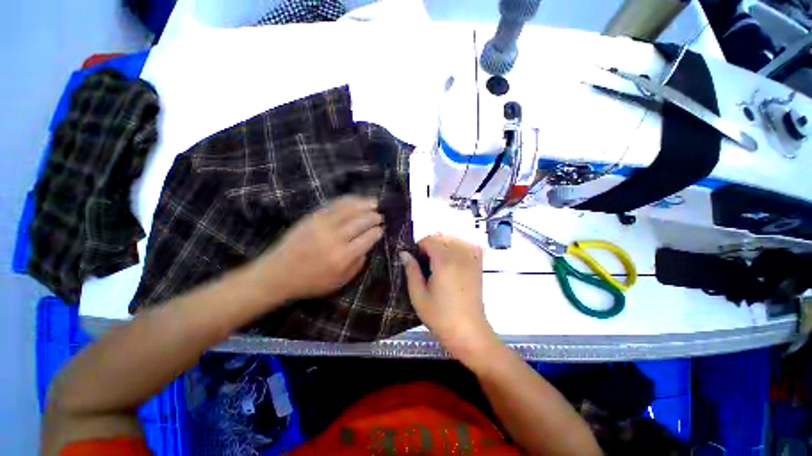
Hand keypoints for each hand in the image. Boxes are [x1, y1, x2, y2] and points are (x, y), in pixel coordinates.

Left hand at [252, 196, 383, 302]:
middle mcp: (335, 238)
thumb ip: (357, 265)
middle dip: (374, 217)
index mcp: (343, 256)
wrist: (278, 273)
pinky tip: (356, 200)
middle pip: (361, 222)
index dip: (377, 232)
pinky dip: (348, 201)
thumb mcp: (339, 281)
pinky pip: (335, 205)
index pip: (367, 238)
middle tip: (380, 216)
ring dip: (365, 204)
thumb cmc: (311, 281)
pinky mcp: (313, 217)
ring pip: (350, 209)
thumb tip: (367, 248)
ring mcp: (323, 225)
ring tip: (374, 203)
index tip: (381, 229)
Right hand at [400, 234, 496, 362]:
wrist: (468, 331)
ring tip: (438, 264)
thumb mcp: (418, 295)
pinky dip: (457, 248)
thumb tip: (404, 253)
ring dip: (443, 246)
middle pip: (442, 237)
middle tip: (425, 264)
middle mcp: (460, 255)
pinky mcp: (478, 265)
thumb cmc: (440, 316)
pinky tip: (453, 263)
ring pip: (454, 240)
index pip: (430, 240)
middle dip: (430, 246)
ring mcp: (471, 259)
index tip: (415, 261)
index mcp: (444, 262)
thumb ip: (411, 270)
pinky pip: (467, 246)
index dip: (419, 247)